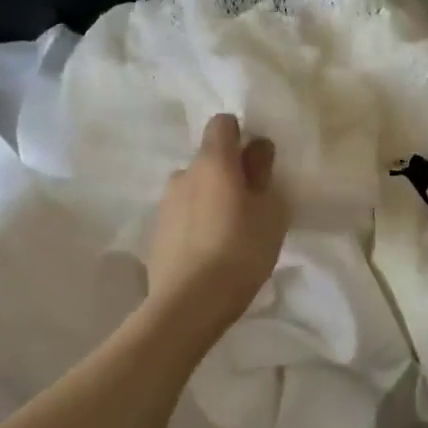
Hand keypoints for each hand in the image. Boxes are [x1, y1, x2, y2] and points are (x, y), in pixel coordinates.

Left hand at [144, 114, 288, 337]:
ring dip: (212, 200)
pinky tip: (210, 253)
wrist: (189, 303)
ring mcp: (165, 203)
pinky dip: (197, 223)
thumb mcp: (270, 212)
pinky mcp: (157, 232)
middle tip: (251, 206)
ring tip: (230, 234)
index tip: (256, 162)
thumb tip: (257, 148)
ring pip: (195, 189)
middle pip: (209, 159)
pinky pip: (183, 215)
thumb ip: (263, 174)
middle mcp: (183, 174)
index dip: (241, 135)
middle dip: (229, 174)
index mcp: (213, 162)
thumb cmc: (241, 251)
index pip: (222, 123)